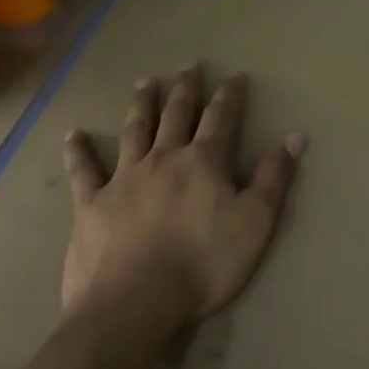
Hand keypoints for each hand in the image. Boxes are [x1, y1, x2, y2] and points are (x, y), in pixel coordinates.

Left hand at [60, 65, 304, 330]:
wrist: (135, 302)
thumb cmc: (203, 264)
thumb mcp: (255, 222)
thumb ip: (273, 178)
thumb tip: (295, 136)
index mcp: (203, 162)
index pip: (221, 119)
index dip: (230, 96)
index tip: (235, 76)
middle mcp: (163, 159)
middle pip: (176, 115)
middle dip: (186, 89)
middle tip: (189, 66)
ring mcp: (124, 179)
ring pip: (134, 131)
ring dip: (142, 105)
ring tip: (145, 82)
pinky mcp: (92, 204)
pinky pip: (83, 172)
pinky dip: (78, 152)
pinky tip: (73, 134)